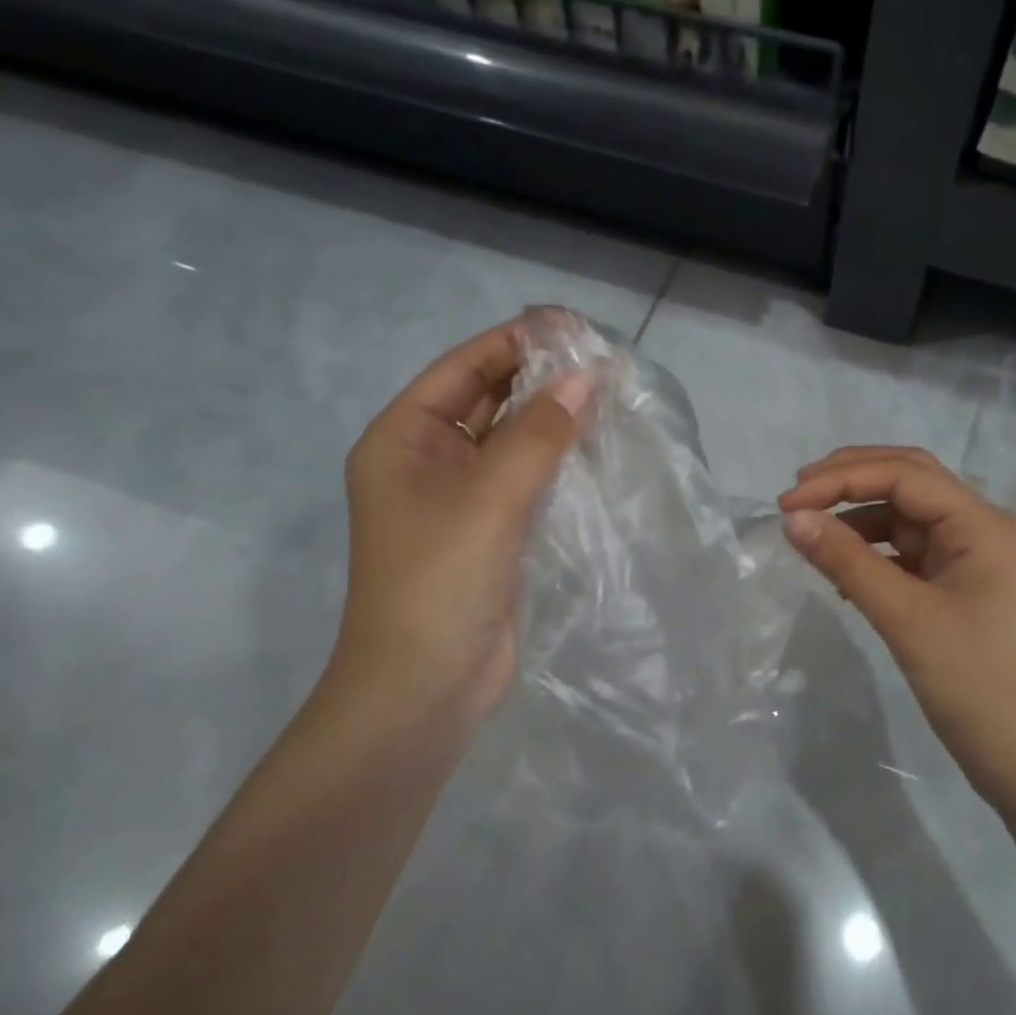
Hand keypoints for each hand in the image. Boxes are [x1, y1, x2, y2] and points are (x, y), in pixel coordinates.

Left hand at [322, 318, 591, 735]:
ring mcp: (462, 499)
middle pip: (489, 401)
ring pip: (513, 442)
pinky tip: (599, 448)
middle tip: (604, 360)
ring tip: (611, 395)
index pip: (464, 368)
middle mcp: (429, 460)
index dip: (516, 342)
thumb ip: (539, 435)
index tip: (574, 326)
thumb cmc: (439, 581)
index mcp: (404, 438)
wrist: (425, 688)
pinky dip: (559, 462)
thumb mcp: (489, 498)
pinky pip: (528, 480)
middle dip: (541, 379)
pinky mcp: (493, 532)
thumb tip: (587, 377)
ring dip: (555, 420)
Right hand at [779, 448, 1015, 809]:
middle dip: (851, 479)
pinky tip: (841, 570)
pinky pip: (908, 551)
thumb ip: (846, 561)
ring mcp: (971, 556)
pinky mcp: (959, 584)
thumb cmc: (972, 682)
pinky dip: (872, 551)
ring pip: (906, 515)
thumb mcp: (903, 616)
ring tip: (810, 531)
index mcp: (981, 523)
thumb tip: (792, 519)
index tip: (787, 503)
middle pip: (909, 480)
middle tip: (797, 493)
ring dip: (858, 515)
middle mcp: (980, 527)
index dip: (841, 480)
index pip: (904, 475)